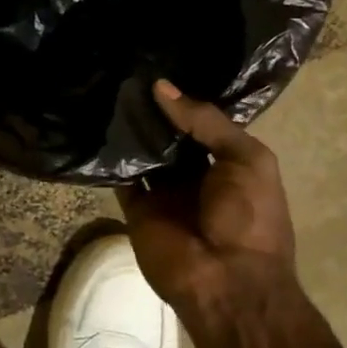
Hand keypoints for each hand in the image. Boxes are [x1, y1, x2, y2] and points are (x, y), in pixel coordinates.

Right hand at [121, 80, 298, 326]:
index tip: (156, 65)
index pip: (200, 121)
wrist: (228, 282)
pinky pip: (121, 177)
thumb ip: (207, 121)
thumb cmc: (250, 217)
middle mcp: (194, 173)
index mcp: (227, 161)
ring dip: (129, 128)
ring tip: (105, 89)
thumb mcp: (247, 159)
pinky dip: (110, 157)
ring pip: (142, 152)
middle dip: (151, 109)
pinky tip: (96, 127)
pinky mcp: (136, 208)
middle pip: (168, 135)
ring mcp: (164, 191)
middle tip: (123, 71)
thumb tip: (161, 87)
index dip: (182, 97)